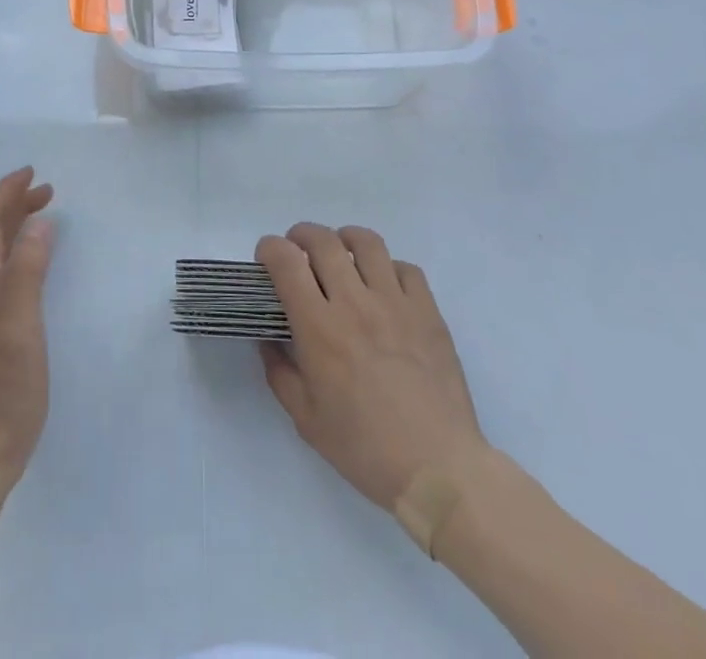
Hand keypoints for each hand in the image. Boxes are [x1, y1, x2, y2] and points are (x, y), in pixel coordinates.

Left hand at [0, 167, 55, 472]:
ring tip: (44, 217)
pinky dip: (17, 252)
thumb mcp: (21, 327)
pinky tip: (33, 266)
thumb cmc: (4, 389)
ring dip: (15, 226)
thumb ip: (27, 273)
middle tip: (48, 192)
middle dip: (13, 204)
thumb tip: (39, 223)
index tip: (33, 174)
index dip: (6, 193)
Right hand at [256, 222, 487, 511]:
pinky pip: (406, 268)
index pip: (286, 261)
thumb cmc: (365, 448)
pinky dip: (388, 268)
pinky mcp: (428, 312)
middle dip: (301, 235)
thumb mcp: (306, 420)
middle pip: (323, 240)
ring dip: (345, 240)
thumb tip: (268, 339)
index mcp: (319, 327)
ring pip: (366, 242)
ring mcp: (395, 303)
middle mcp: (354, 302)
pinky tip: (384, 287)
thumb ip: (279, 372)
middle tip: (298, 252)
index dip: (269, 248)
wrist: (438, 469)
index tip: (266, 259)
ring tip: (341, 256)